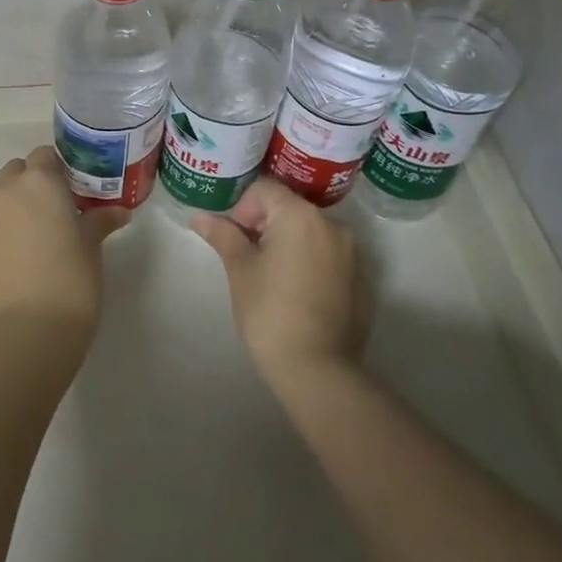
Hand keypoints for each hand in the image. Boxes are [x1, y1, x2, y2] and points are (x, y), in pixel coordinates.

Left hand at [0, 147, 128, 351]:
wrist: (31, 332)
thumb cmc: (72, 283)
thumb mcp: (92, 248)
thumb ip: (100, 221)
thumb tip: (120, 211)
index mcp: (41, 181)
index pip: (45, 156)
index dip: (56, 171)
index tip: (68, 193)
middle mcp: (6, 188)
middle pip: (15, 170)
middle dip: (29, 185)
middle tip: (47, 215)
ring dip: (3, 201)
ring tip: (18, 231)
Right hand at [192, 178, 373, 387]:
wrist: (318, 371)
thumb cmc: (270, 312)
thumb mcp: (239, 269)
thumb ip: (222, 235)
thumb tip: (198, 216)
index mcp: (300, 215)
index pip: (264, 189)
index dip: (243, 209)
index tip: (236, 239)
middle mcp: (332, 225)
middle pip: (290, 208)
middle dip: (266, 225)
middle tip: (249, 259)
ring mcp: (353, 254)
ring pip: (311, 233)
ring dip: (290, 244)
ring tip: (274, 278)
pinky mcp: (363, 282)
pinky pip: (330, 259)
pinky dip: (312, 265)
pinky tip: (299, 296)